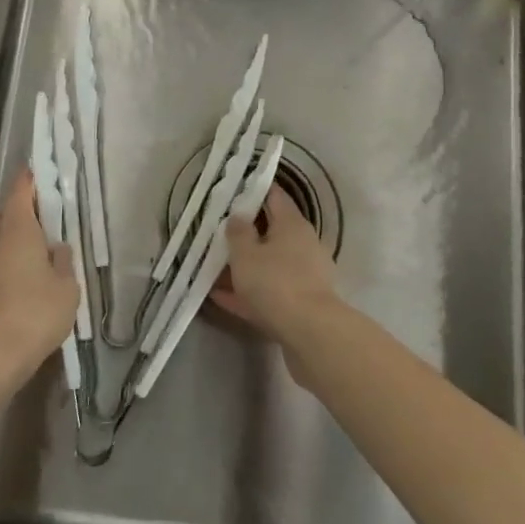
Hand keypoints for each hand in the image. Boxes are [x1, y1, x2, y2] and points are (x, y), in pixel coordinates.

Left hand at [0, 168, 78, 392]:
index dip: (28, 181)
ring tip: (29, 249)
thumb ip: (63, 261)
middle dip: (13, 209)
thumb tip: (56, 246)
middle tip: (37, 216)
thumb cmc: (36, 314)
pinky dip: (0, 262)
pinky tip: (17, 278)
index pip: (19, 193)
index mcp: (16, 232)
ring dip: (5, 237)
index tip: (37, 172)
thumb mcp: (66, 287)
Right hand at [212, 185, 340, 383]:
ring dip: (245, 266)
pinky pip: (270, 291)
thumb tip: (238, 216)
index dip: (253, 189)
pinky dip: (249, 292)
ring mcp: (305, 275)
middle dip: (246, 232)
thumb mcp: (246, 254)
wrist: (311, 335)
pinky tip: (221, 298)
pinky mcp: (302, 303)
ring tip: (213, 268)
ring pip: (269, 263)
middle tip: (217, 232)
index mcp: (292, 224)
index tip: (233, 188)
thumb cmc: (276, 283)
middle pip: (271, 231)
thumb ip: (238, 232)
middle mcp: (303, 244)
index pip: (273, 195)